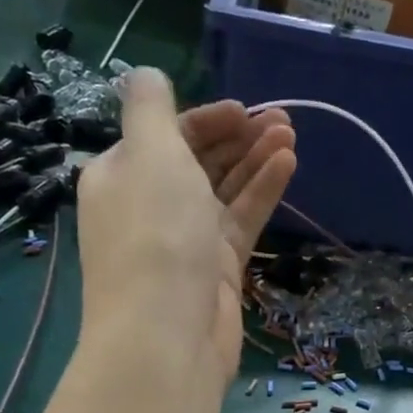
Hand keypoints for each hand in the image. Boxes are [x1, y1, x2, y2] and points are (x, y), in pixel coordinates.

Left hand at [75, 70, 294, 392]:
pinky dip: (261, 192)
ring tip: (291, 134)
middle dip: (236, 136)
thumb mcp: (149, 154)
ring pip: (224, 189)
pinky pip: (240, 220)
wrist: (166, 336)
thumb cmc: (155, 235)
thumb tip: (143, 76)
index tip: (245, 110)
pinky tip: (288, 165)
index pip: (164, 135)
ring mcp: (185, 239)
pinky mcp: (216, 268)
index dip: (205, 118)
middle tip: (281, 119)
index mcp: (121, 175)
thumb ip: (150, 108)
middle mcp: (150, 205)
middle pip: (197, 160)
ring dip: (255, 159)